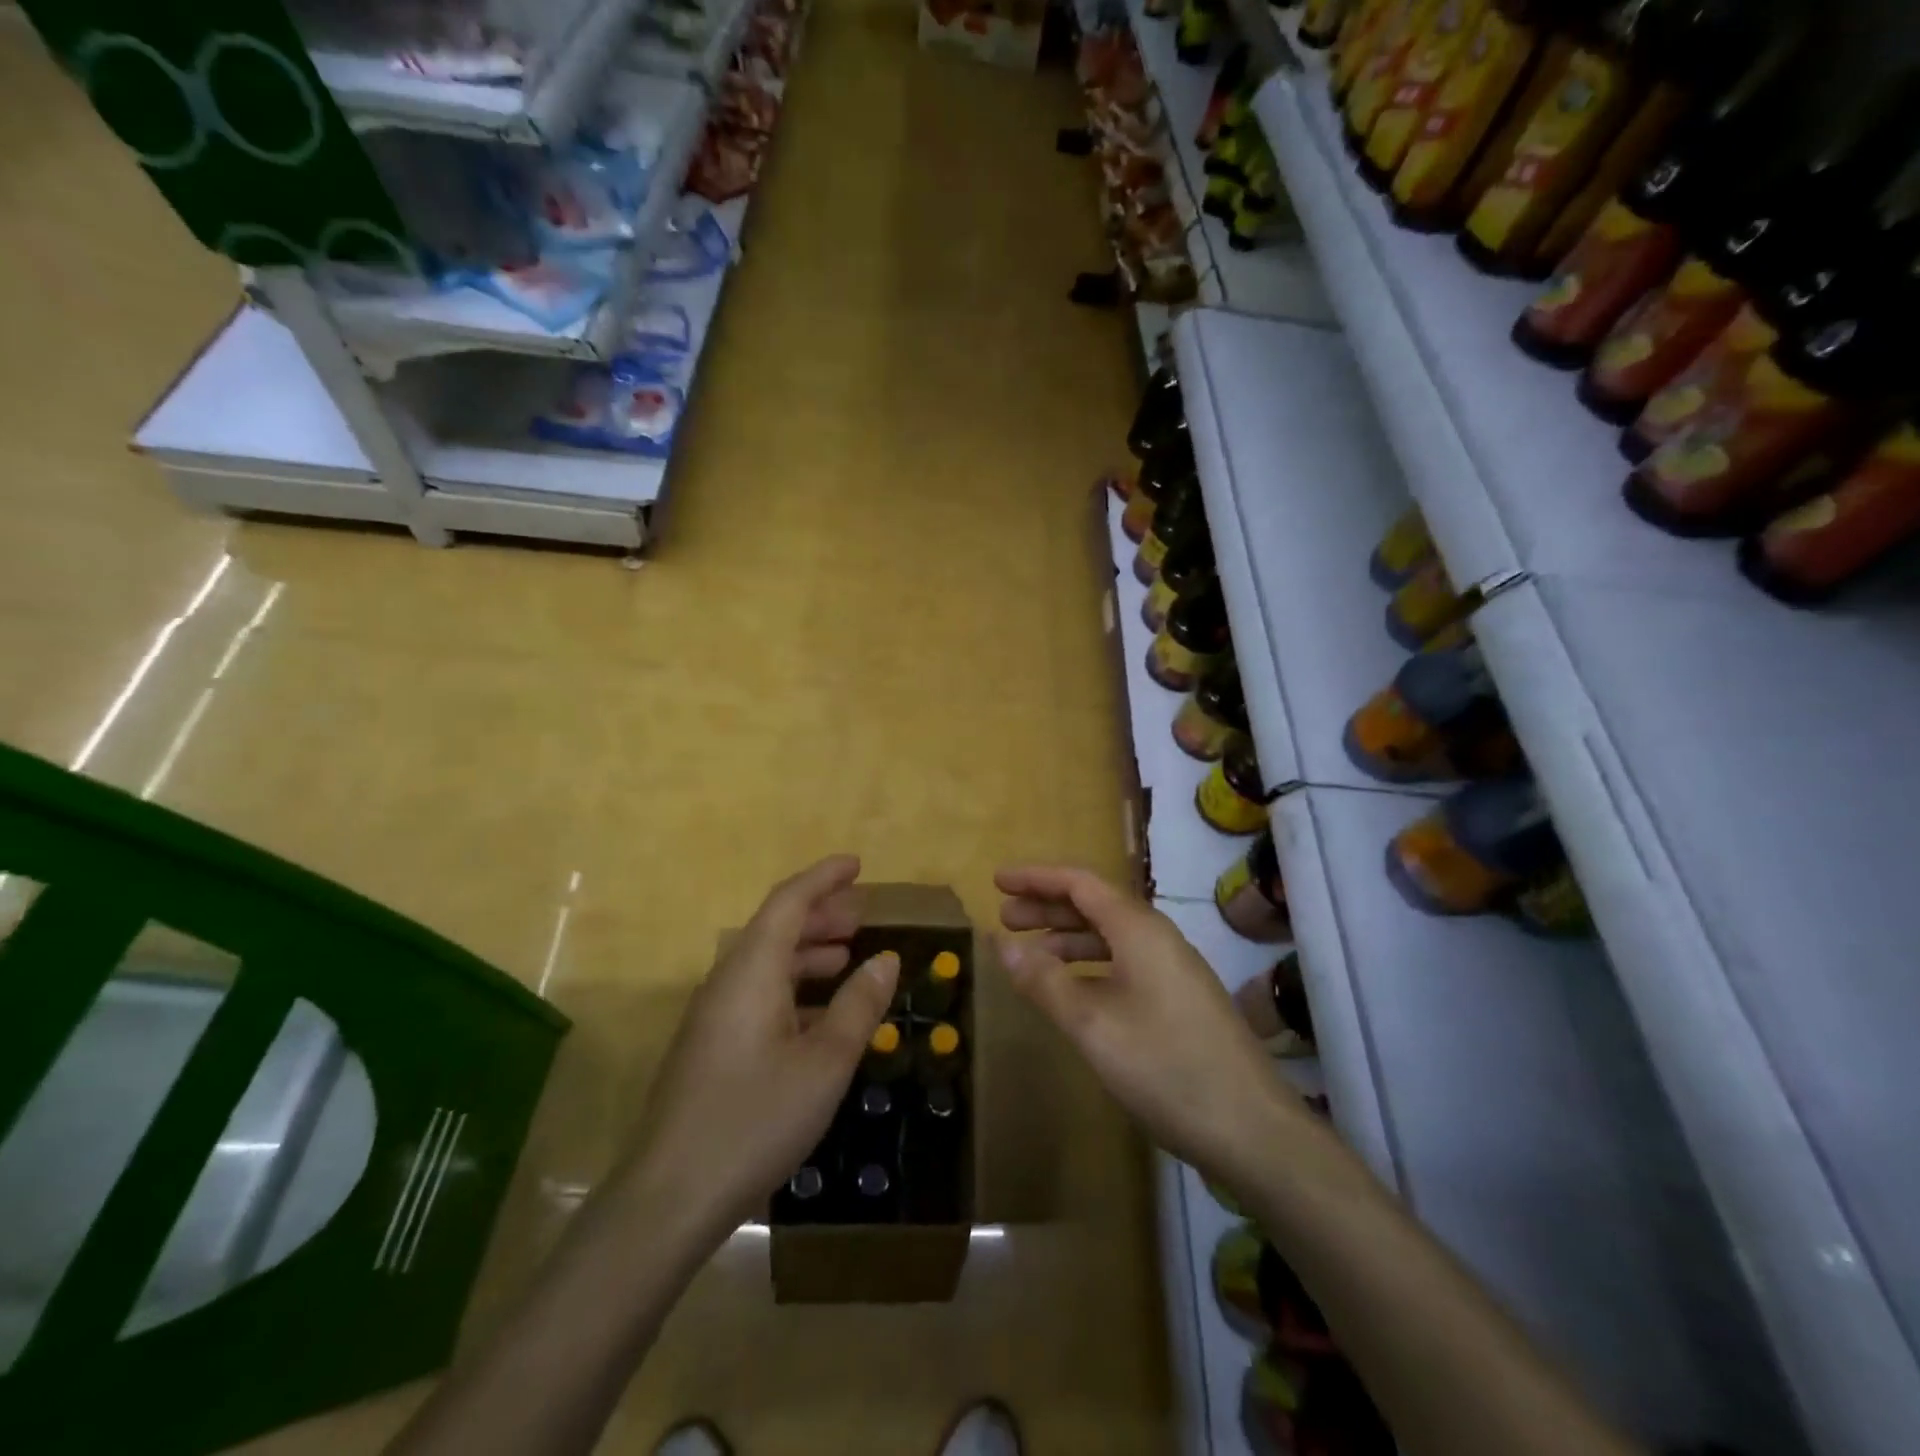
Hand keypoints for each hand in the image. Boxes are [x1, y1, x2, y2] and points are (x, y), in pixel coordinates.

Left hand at [620, 855, 898, 1246]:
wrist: (669, 1198)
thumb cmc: (755, 1119)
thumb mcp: (825, 1063)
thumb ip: (858, 1005)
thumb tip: (886, 959)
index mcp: (752, 971)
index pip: (789, 902)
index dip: (823, 878)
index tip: (857, 864)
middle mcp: (727, 981)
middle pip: (776, 928)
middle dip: (820, 914)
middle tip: (862, 915)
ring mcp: (714, 1015)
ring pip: (766, 962)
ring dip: (808, 951)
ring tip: (847, 955)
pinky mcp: (710, 1046)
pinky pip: (757, 993)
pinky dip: (793, 986)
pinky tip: (819, 1013)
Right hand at [995, 865, 1299, 1190]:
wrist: (1253, 1130)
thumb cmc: (1166, 1067)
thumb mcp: (1093, 1025)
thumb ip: (1045, 982)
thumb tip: (1001, 943)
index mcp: (1139, 929)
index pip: (1080, 883)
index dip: (1036, 878)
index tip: (998, 881)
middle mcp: (1158, 939)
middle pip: (1094, 906)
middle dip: (1047, 908)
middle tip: (1005, 917)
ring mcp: (1173, 970)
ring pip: (1110, 937)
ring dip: (1067, 939)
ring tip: (1029, 954)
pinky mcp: (1180, 1000)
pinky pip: (1124, 964)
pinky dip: (1089, 967)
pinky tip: (1072, 991)